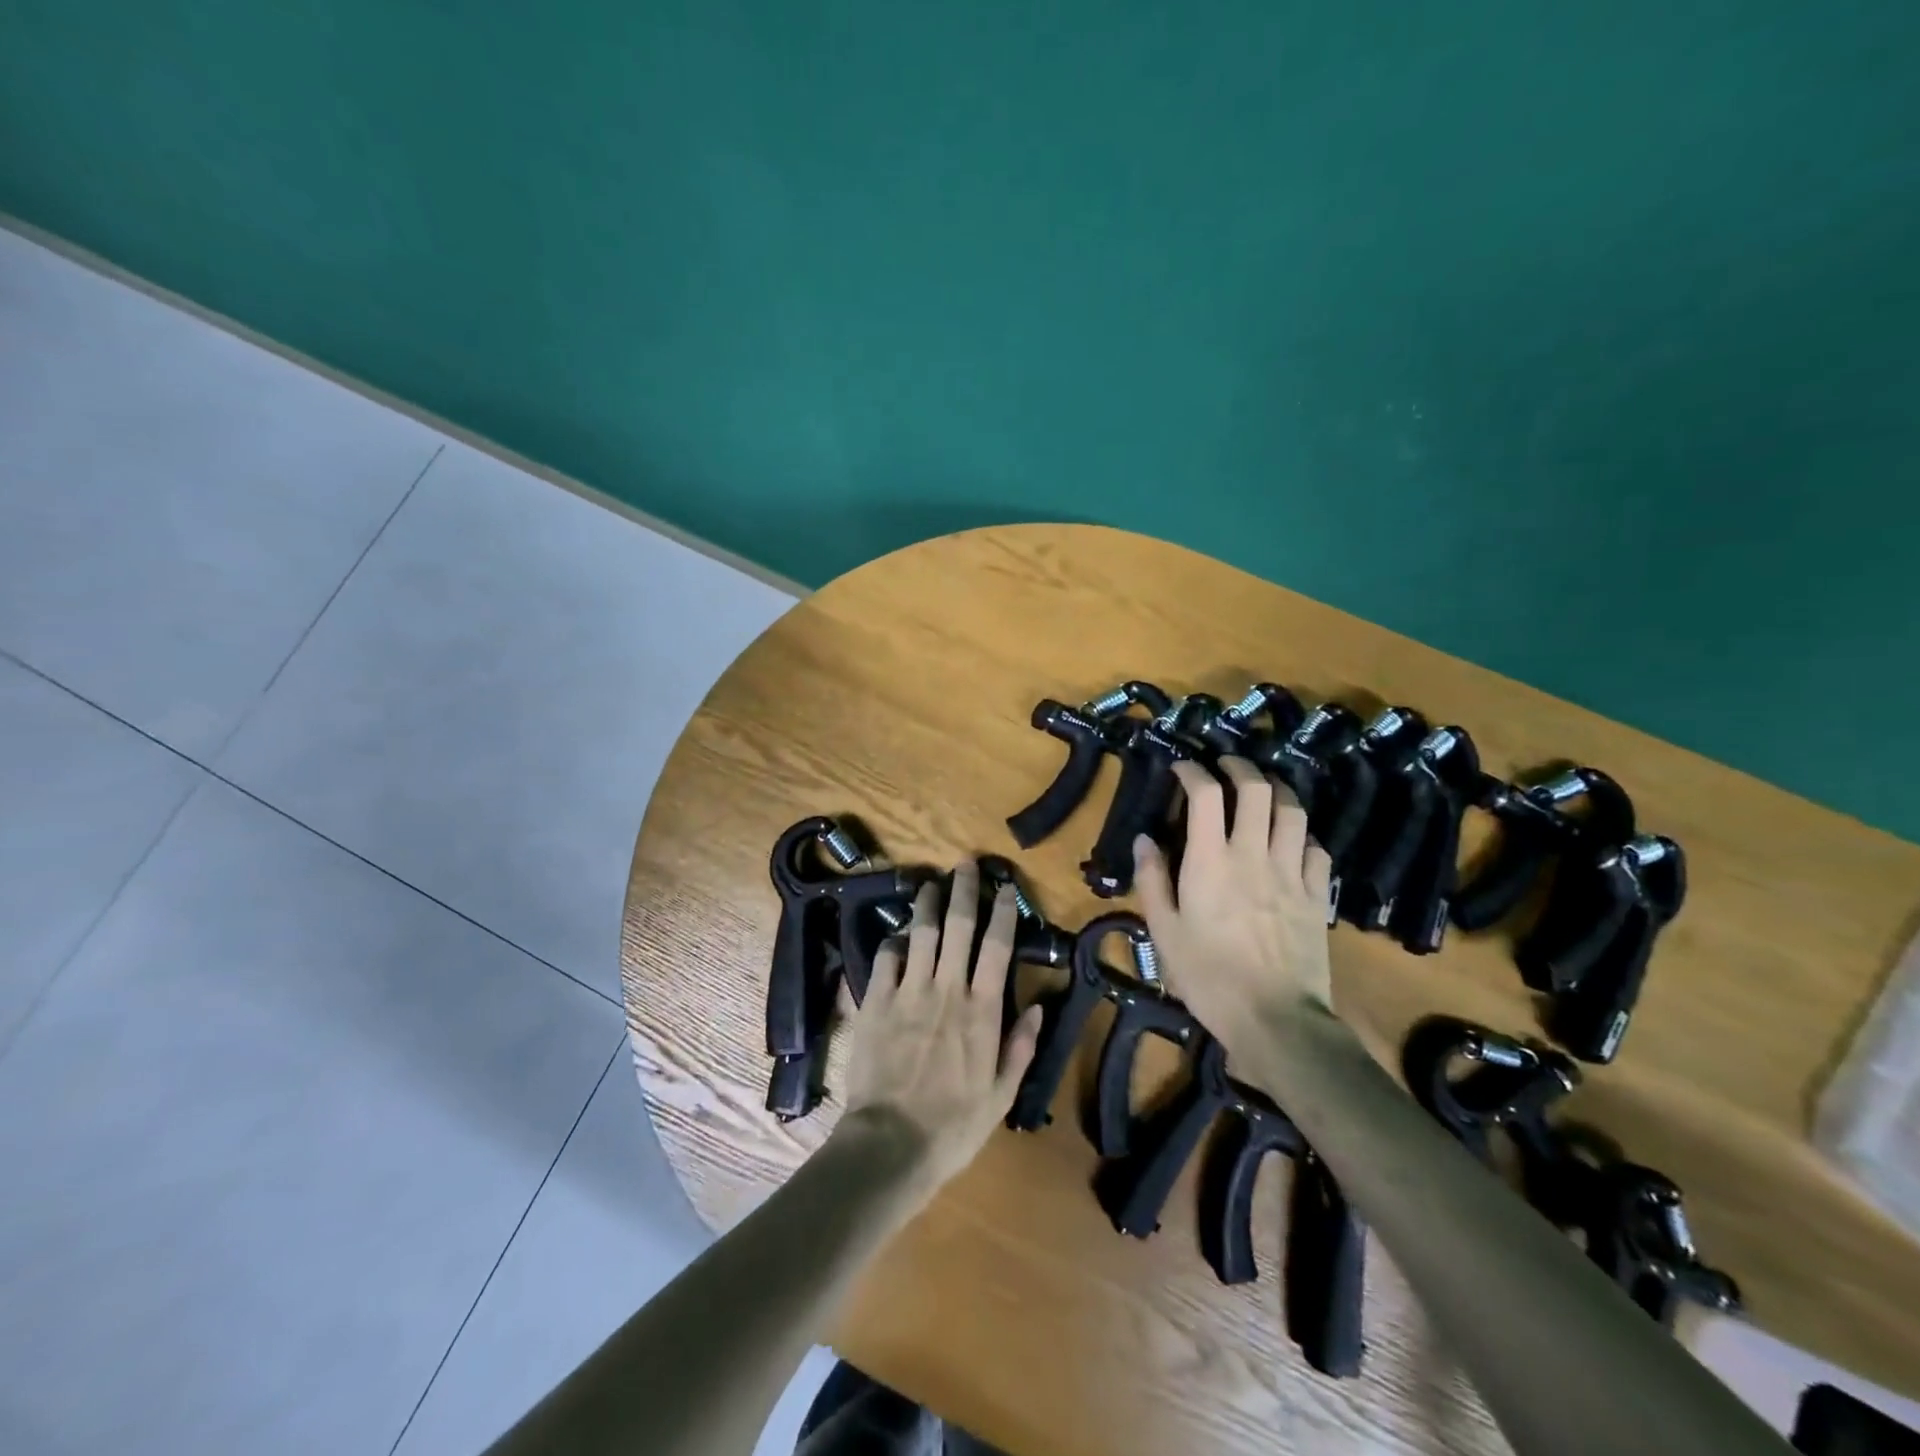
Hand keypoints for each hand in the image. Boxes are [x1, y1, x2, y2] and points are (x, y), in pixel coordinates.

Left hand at [836, 861, 1043, 1198]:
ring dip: (927, 903)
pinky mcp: (876, 1001)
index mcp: (982, 1009)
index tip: (1005, 887)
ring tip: (930, 882)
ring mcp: (908, 992)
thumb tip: (1039, 1006)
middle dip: (963, 889)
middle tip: (965, 863)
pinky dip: (894, 942)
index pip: (997, 946)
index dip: (1003, 911)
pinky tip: (898, 936)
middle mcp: (947, 989)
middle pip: (958, 926)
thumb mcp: (1002, 1095)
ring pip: (920, 932)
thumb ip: (1021, 1047)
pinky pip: (886, 958)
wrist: (891, 1143)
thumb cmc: (954, 1124)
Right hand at [1131, 756, 1335, 1059]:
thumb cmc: (1209, 977)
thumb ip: (1152, 880)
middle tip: (1225, 765)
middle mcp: (1254, 854)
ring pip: (1293, 811)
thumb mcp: (1164, 932)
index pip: (1205, 795)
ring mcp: (1292, 873)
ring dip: (1277, 790)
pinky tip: (1292, 839)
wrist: (1276, 1020)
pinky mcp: (1317, 895)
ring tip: (1263, 788)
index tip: (1181, 767)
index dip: (1192, 771)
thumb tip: (1144, 839)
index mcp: (1211, 861)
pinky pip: (1317, 848)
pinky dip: (1302, 833)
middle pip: (1257, 789)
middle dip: (1239, 767)